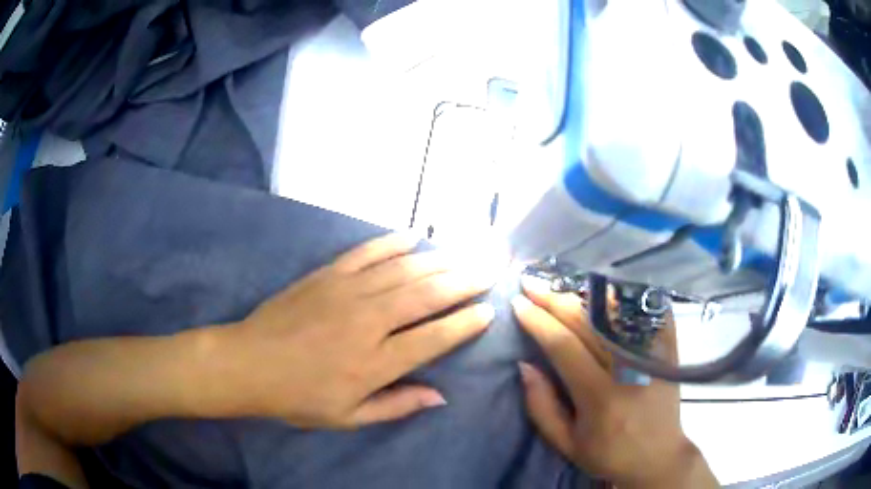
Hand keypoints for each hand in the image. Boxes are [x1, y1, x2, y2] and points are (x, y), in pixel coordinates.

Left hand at [216, 232, 497, 428]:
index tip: (488, 311)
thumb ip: (396, 406)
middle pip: (426, 295)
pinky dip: (393, 242)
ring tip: (465, 254)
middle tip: (490, 270)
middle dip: (464, 281)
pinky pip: (367, 252)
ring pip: (403, 270)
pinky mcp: (327, 274)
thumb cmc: (298, 397)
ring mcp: (346, 291)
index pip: (433, 337)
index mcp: (374, 362)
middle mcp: (367, 321)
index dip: (465, 323)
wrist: (249, 363)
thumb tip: (441, 396)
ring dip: (439, 260)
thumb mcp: (348, 417)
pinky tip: (414, 235)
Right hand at [511, 276, 717, 488]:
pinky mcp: (667, 350)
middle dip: (554, 299)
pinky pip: (646, 312)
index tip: (518, 304)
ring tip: (558, 286)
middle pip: (588, 321)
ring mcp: (652, 355)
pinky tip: (605, 288)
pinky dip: (625, 298)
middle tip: (531, 283)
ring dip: (583, 295)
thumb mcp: (566, 442)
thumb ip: (541, 406)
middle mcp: (628, 369)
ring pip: (615, 312)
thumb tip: (524, 364)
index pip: (564, 346)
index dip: (538, 321)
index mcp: (599, 396)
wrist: (658, 456)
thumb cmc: (608, 454)